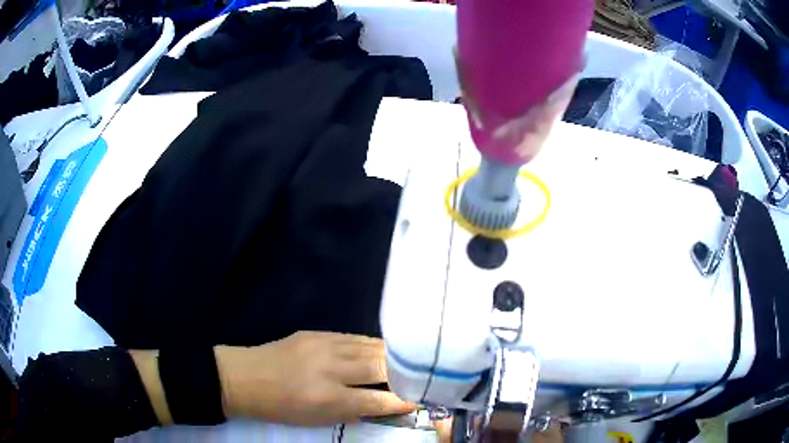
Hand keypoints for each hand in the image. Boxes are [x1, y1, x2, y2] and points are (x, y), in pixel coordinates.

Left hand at [215, 331, 415, 425]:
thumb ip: (354, 411)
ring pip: (370, 346)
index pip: (379, 399)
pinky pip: (354, 337)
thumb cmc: (281, 408)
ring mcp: (323, 345)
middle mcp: (331, 368)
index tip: (420, 400)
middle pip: (381, 365)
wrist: (244, 378)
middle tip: (418, 376)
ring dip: (391, 355)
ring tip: (406, 360)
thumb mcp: (318, 420)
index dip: (403, 400)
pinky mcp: (316, 332)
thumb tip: (384, 404)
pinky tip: (378, 349)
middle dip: (404, 372)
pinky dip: (370, 345)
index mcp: (330, 398)